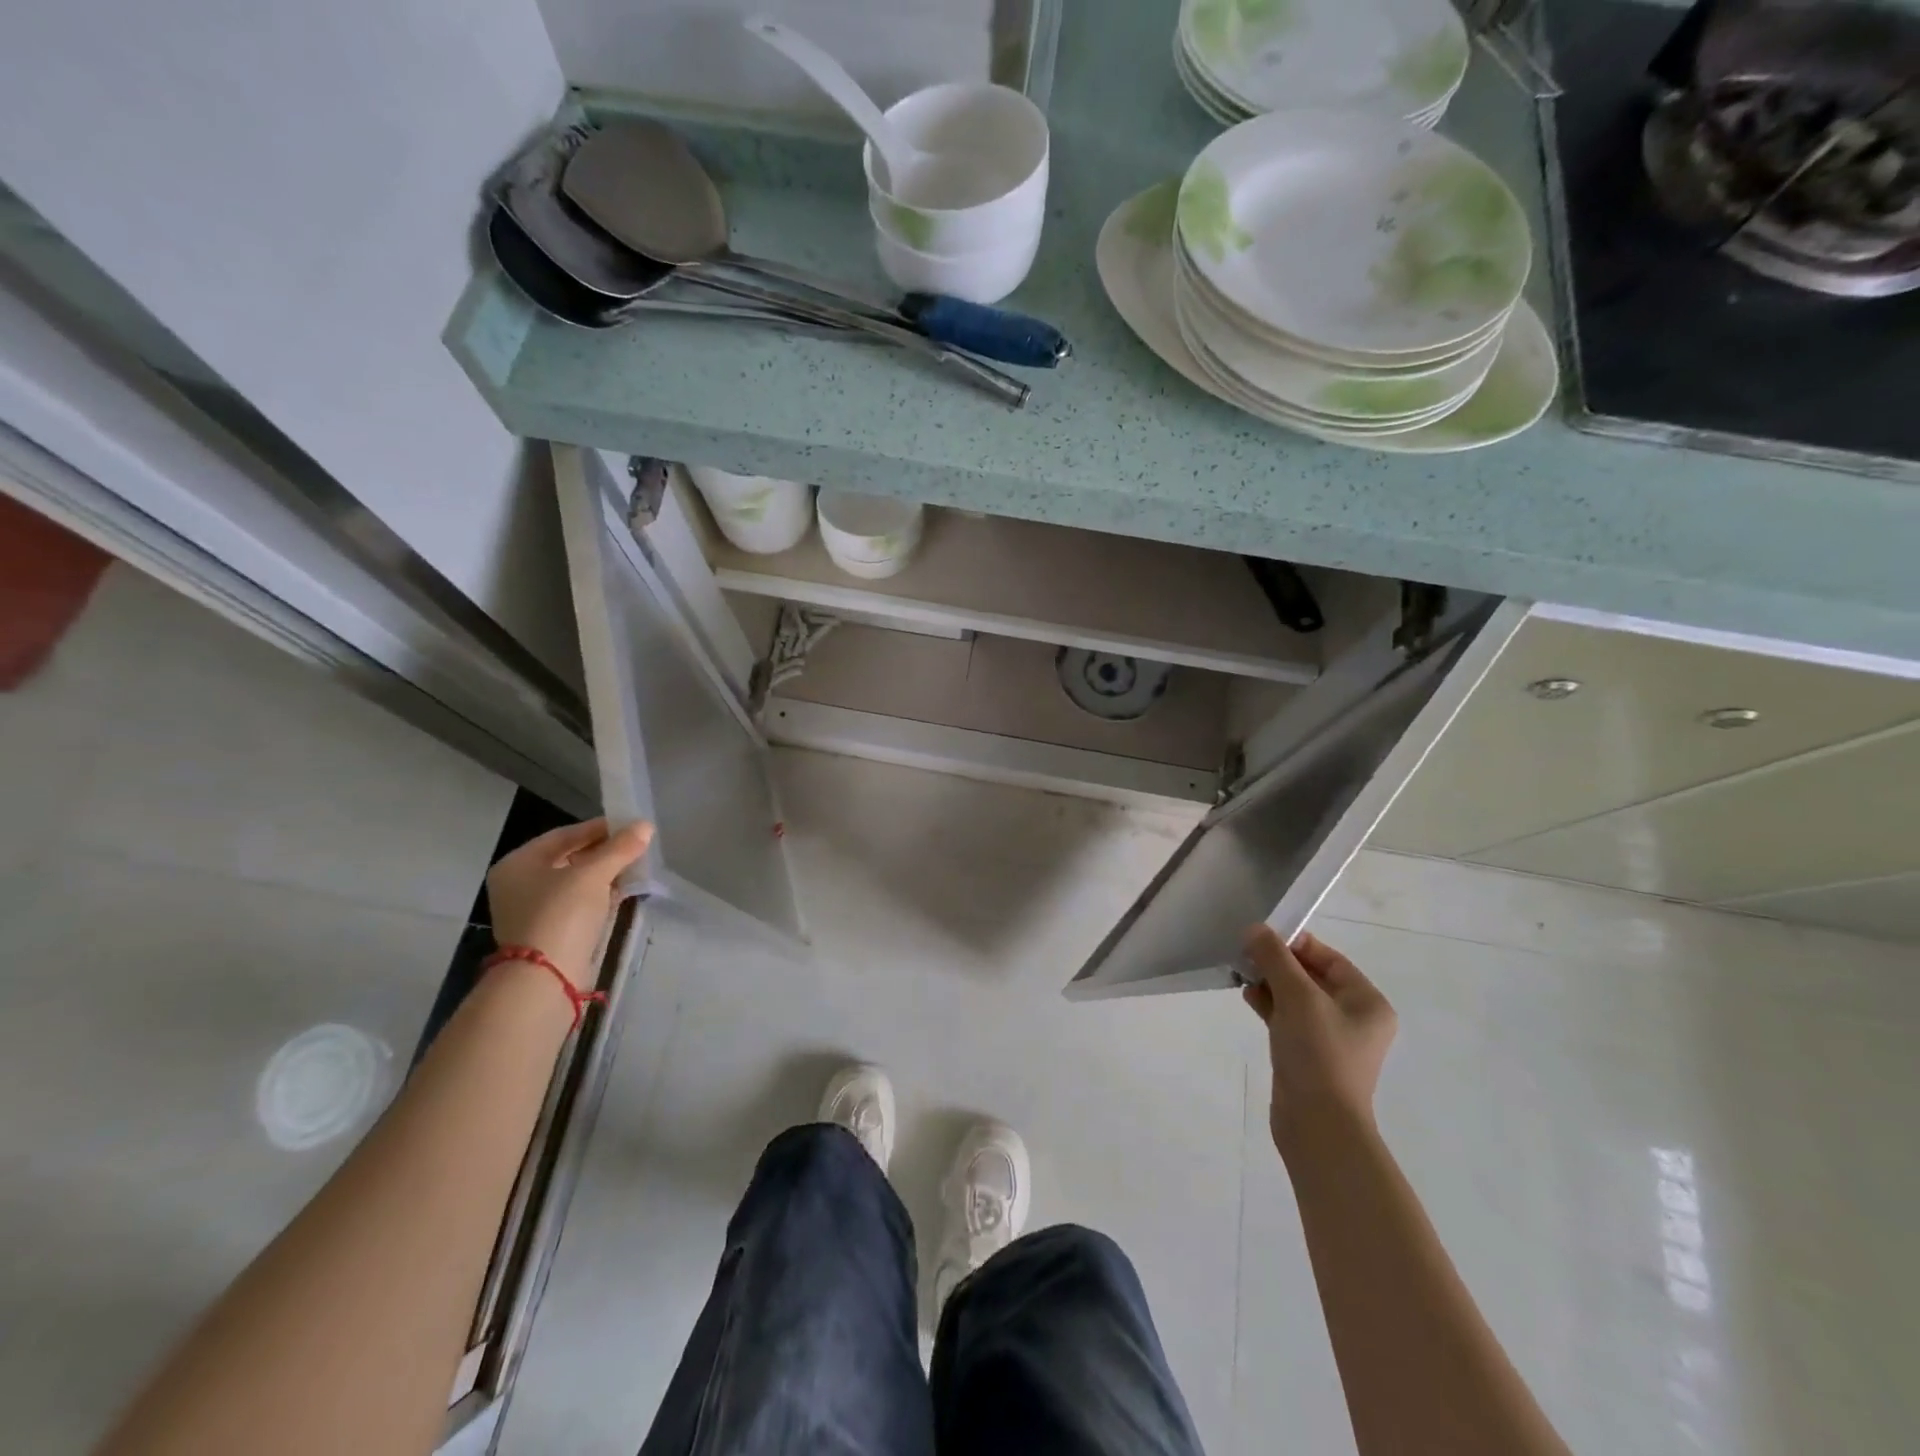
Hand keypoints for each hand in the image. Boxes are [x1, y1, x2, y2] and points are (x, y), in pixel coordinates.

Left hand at [486, 818, 652, 990]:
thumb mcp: (594, 874)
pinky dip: (599, 896)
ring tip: (636, 867)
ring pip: (575, 882)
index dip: (599, 828)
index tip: (630, 826)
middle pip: (568, 858)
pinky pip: (577, 904)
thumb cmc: (562, 914)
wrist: (546, 978)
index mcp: (518, 863)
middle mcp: (519, 884)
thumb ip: (620, 848)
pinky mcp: (548, 931)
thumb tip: (645, 826)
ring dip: (604, 874)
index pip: (563, 835)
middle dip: (604, 852)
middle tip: (636, 847)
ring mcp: (532, 910)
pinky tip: (623, 892)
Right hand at [1242, 927, 1395, 1155]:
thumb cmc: (1318, 1053)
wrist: (1317, 1124)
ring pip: (1296, 997)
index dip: (1296, 945)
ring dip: (1270, 983)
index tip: (1261, 938)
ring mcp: (1331, 1039)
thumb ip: (1275, 958)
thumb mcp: (1297, 997)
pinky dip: (1270, 1005)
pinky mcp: (1309, 1055)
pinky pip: (1288, 1019)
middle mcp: (1354, 1018)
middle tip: (1246, 954)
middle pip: (1312, 976)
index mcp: (1367, 1002)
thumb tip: (1255, 929)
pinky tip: (1248, 997)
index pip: (1330, 959)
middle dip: (1278, 964)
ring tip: (1242, 974)